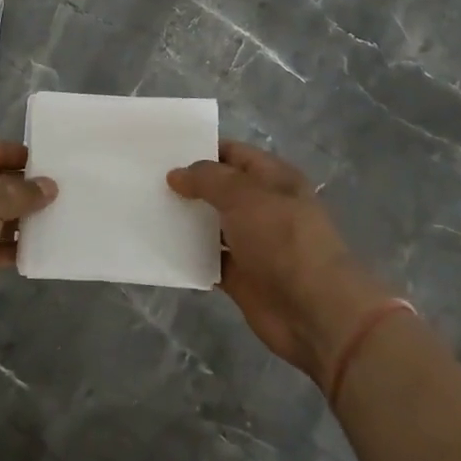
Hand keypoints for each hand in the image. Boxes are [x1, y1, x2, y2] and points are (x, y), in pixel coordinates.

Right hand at [168, 141, 396, 388]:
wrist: (316, 311)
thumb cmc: (283, 239)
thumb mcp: (244, 195)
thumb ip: (207, 179)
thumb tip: (176, 174)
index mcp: (274, 179)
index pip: (233, 154)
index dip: (201, 149)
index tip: (162, 151)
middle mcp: (263, 208)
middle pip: (219, 190)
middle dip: (187, 185)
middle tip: (145, 180)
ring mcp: (253, 244)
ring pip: (212, 226)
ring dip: (185, 222)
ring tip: (145, 210)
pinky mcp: (243, 278)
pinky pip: (209, 261)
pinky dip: (189, 257)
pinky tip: (159, 248)